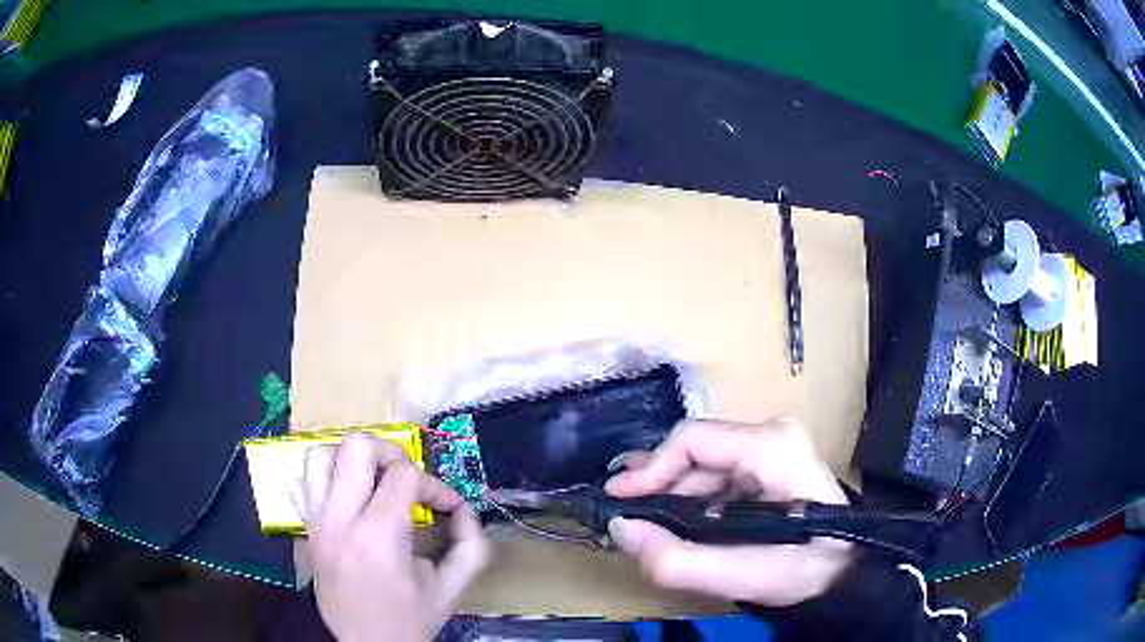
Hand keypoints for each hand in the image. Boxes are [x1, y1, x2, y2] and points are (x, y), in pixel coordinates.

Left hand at [298, 433, 489, 641]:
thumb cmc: (409, 619)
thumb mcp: (451, 588)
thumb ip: (471, 546)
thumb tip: (465, 510)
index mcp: (378, 536)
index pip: (404, 475)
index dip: (435, 485)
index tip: (449, 507)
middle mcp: (340, 520)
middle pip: (357, 447)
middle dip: (391, 453)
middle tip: (408, 480)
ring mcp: (316, 522)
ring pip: (320, 455)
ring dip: (352, 461)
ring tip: (376, 482)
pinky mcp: (306, 529)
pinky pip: (307, 482)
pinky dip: (330, 478)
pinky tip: (351, 499)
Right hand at [605, 419, 852, 606]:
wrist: (845, 569)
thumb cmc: (801, 569)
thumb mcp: (737, 575)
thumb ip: (674, 559)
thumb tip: (622, 528)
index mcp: (769, 446)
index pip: (692, 439)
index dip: (650, 468)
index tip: (620, 499)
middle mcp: (771, 434)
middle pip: (697, 449)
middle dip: (658, 482)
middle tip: (626, 511)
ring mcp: (774, 445)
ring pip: (706, 461)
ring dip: (673, 490)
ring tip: (646, 517)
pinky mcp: (773, 462)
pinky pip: (720, 472)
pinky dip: (694, 495)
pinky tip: (680, 517)